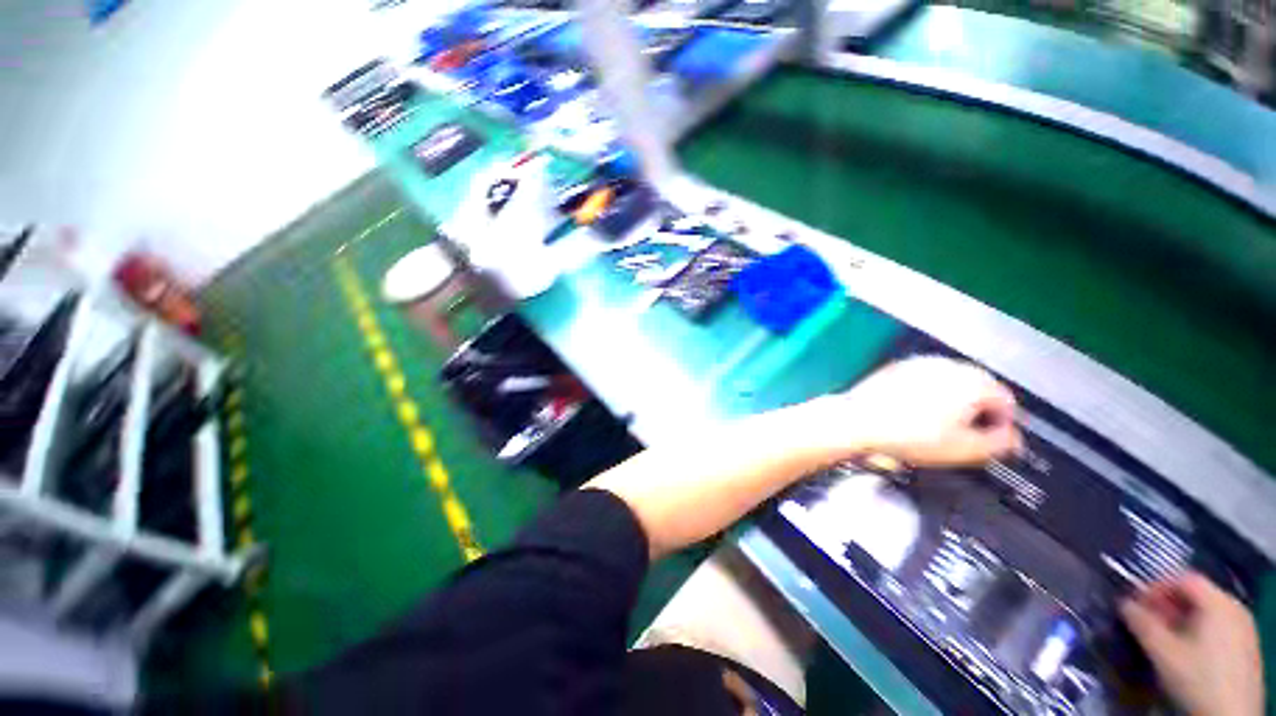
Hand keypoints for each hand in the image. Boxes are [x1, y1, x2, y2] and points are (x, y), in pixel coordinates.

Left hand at [818, 356, 1020, 465]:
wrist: (859, 421)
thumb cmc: (908, 434)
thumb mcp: (966, 449)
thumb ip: (1001, 444)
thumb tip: (1012, 439)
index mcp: (973, 382)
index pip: (1006, 401)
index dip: (1002, 424)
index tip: (992, 439)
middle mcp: (949, 366)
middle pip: (978, 388)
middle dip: (978, 410)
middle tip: (966, 434)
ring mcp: (920, 363)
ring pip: (950, 382)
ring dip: (952, 401)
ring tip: (938, 425)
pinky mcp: (897, 367)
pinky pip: (923, 380)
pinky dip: (926, 394)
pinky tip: (914, 412)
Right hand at [1120, 572, 1263, 715]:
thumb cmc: (1197, 678)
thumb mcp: (1163, 652)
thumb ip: (1142, 624)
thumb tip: (1124, 604)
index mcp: (1218, 601)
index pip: (1183, 578)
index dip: (1156, 586)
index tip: (1136, 603)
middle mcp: (1235, 607)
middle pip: (1197, 595)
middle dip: (1168, 606)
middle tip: (1147, 622)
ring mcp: (1245, 628)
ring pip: (1207, 613)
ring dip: (1181, 620)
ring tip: (1164, 638)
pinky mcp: (1246, 645)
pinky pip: (1217, 627)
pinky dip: (1197, 632)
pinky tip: (1187, 652)